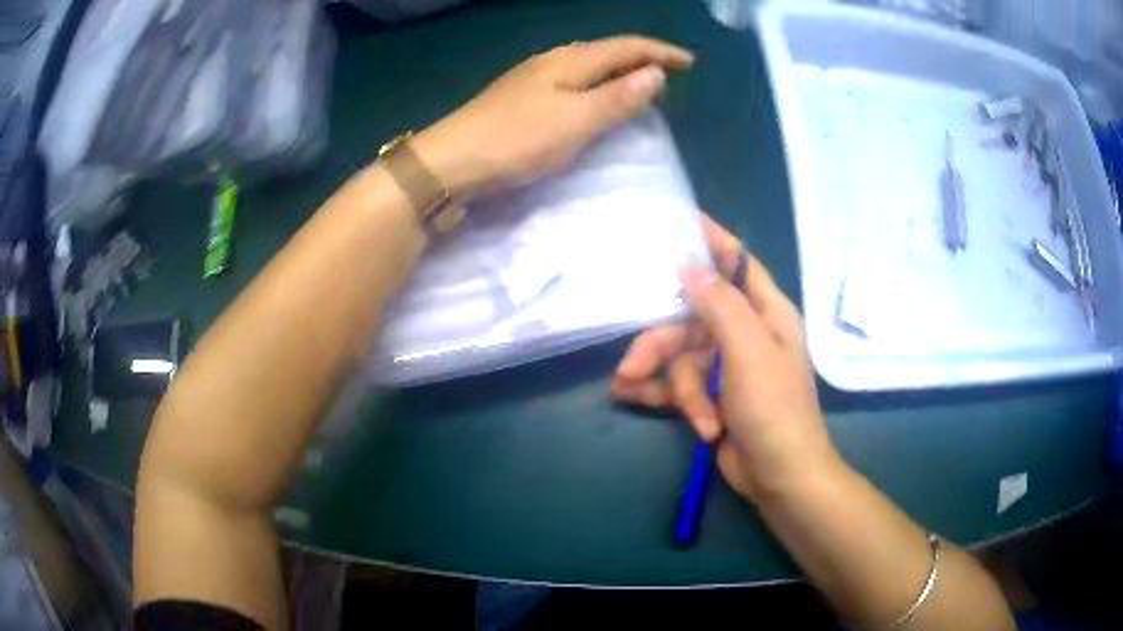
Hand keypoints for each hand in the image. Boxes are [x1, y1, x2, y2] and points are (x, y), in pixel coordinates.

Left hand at [411, 36, 692, 197]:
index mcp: (570, 61)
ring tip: (637, 87)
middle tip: (669, 77)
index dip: (661, 52)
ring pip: (586, 64)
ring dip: (617, 71)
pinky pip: (570, 79)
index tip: (691, 64)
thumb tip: (655, 74)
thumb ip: (617, 98)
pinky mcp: (519, 96)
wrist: (452, 160)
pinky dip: (594, 84)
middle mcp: (552, 60)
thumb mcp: (576, 121)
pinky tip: (590, 98)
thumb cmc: (517, 141)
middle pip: (606, 50)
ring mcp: (532, 77)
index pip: (626, 46)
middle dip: (641, 59)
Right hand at [612, 214, 840, 500]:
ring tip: (631, 393)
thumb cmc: (774, 409)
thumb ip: (720, 306)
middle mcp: (746, 334)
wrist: (780, 476)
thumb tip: (688, 267)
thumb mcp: (749, 352)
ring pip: (680, 357)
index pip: (738, 263)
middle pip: (692, 319)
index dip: (713, 240)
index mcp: (766, 313)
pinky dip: (658, 393)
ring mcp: (727, 368)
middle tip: (630, 363)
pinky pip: (677, 385)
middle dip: (661, 343)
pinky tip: (629, 397)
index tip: (681, 218)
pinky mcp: (711, 397)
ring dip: (665, 382)